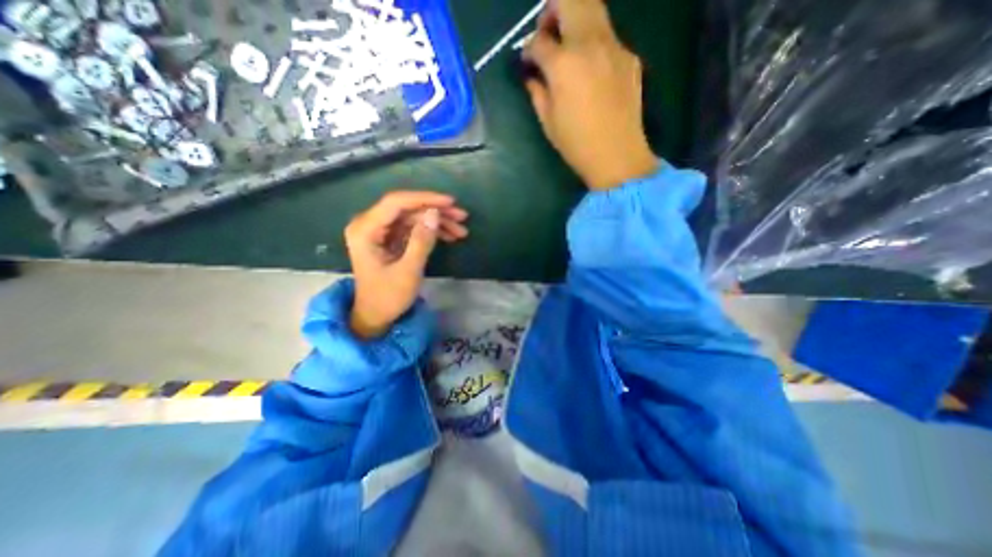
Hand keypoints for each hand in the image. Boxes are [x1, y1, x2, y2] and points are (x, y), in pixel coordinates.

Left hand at [345, 192, 468, 339]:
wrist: (376, 315)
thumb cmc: (388, 297)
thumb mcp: (408, 271)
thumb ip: (422, 241)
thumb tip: (435, 214)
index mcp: (365, 230)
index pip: (396, 203)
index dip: (425, 199)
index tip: (450, 203)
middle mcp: (369, 224)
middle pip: (406, 208)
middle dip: (436, 211)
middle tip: (462, 217)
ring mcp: (380, 231)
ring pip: (413, 217)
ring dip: (437, 222)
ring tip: (461, 230)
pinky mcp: (389, 238)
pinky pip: (412, 227)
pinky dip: (431, 231)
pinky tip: (449, 236)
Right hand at [519, 1, 656, 188]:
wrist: (617, 155)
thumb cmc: (577, 144)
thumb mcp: (548, 122)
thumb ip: (537, 92)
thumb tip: (532, 76)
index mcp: (563, 64)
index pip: (538, 41)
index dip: (528, 49)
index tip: (527, 61)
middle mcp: (589, 43)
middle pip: (569, 0)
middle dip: (551, 11)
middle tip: (547, 34)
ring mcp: (613, 46)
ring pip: (593, 7)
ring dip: (574, 16)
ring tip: (568, 44)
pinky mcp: (629, 56)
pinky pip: (608, 35)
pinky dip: (593, 41)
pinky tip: (590, 68)